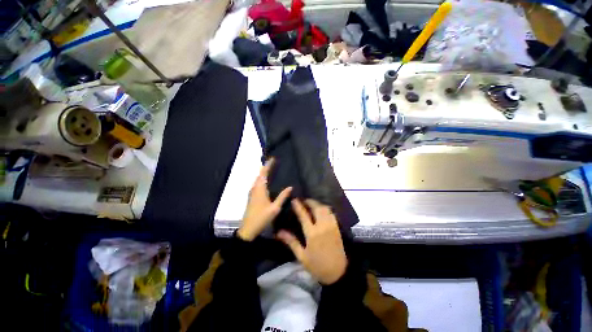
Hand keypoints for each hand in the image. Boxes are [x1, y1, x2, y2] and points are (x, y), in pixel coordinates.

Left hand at [238, 158, 291, 241]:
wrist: (248, 229)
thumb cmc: (262, 218)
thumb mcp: (275, 208)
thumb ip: (282, 197)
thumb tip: (290, 187)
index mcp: (260, 189)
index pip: (263, 174)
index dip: (268, 165)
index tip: (272, 159)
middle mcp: (254, 189)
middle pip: (259, 175)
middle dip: (265, 167)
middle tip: (273, 163)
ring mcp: (252, 193)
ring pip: (257, 179)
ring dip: (263, 173)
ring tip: (270, 169)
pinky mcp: (251, 197)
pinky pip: (257, 184)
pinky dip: (261, 179)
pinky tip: (266, 182)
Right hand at [277, 199, 347, 284]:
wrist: (338, 272)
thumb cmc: (317, 266)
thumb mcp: (302, 256)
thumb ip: (291, 242)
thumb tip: (279, 232)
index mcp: (312, 233)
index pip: (304, 215)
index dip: (298, 206)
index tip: (294, 200)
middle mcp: (323, 226)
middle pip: (317, 208)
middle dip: (310, 201)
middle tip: (304, 200)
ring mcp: (331, 225)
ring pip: (325, 208)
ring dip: (318, 204)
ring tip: (311, 204)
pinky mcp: (337, 227)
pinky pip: (331, 213)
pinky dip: (325, 209)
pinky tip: (321, 211)